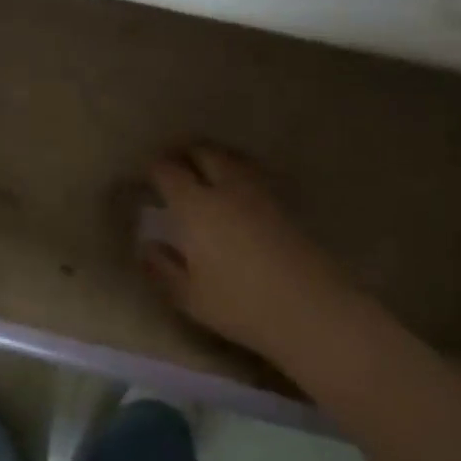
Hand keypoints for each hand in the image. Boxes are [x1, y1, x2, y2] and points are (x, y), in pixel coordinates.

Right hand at [140, 145, 391, 373]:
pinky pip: (255, 173)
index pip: (168, 171)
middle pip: (204, 151)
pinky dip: (239, 170)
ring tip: (205, 168)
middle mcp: (227, 188)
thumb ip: (163, 269)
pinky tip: (239, 187)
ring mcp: (261, 191)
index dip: (154, 168)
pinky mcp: (287, 202)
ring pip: (233, 157)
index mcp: (196, 206)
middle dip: (184, 152)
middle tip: (173, 162)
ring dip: (214, 156)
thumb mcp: (190, 298)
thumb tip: (147, 246)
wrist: (313, 309)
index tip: (147, 174)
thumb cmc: (242, 305)